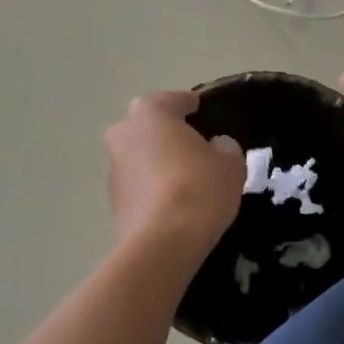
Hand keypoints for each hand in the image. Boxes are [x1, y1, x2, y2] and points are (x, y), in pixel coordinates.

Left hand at [104, 91, 244, 253]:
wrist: (164, 243)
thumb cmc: (199, 188)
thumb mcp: (230, 162)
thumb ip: (224, 147)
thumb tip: (216, 147)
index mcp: (149, 113)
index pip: (175, 100)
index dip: (193, 106)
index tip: (206, 112)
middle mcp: (123, 134)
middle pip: (151, 128)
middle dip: (170, 136)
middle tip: (197, 149)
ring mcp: (113, 170)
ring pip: (141, 158)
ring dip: (159, 164)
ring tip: (188, 181)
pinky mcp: (113, 203)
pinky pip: (139, 187)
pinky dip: (154, 190)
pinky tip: (175, 204)